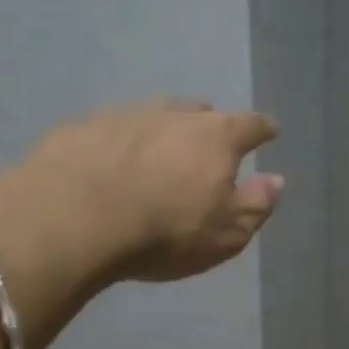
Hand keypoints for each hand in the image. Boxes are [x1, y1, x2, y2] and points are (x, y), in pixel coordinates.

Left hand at [0, 98, 281, 305]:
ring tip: (159, 157)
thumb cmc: (164, 231)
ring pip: (155, 117)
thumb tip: (276, 180)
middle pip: (201, 113)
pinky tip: (111, 167)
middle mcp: (174, 114)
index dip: (263, 129)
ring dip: (163, 133)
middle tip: (208, 149)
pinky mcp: (81, 127)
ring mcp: (124, 115)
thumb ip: (256, 206)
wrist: (72, 219)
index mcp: (216, 137)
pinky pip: (113, 131)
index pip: (251, 125)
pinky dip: (121, 145)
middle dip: (209, 128)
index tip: (270, 132)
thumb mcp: (225, 234)